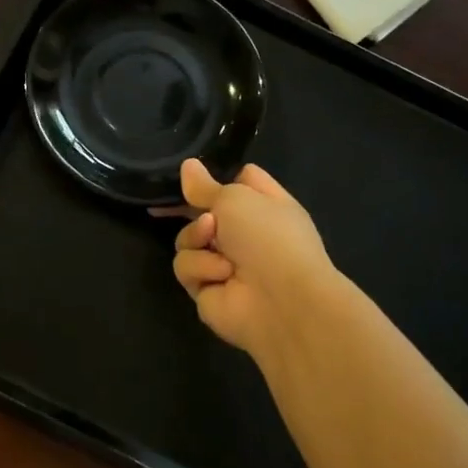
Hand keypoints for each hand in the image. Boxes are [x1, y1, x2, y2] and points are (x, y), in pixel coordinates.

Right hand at [172, 159, 338, 356]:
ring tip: (217, 249)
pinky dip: (201, 268)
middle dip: (196, 211)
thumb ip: (206, 185)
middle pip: (203, 211)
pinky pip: (185, 268)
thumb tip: (187, 165)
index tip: (189, 174)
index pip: (238, 180)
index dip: (216, 177)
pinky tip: (221, 275)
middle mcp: (244, 233)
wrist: (282, 302)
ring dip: (197, 239)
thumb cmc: (269, 238)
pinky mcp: (206, 289)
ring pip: (186, 239)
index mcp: (264, 205)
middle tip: (205, 216)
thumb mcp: (237, 198)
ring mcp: (222, 262)